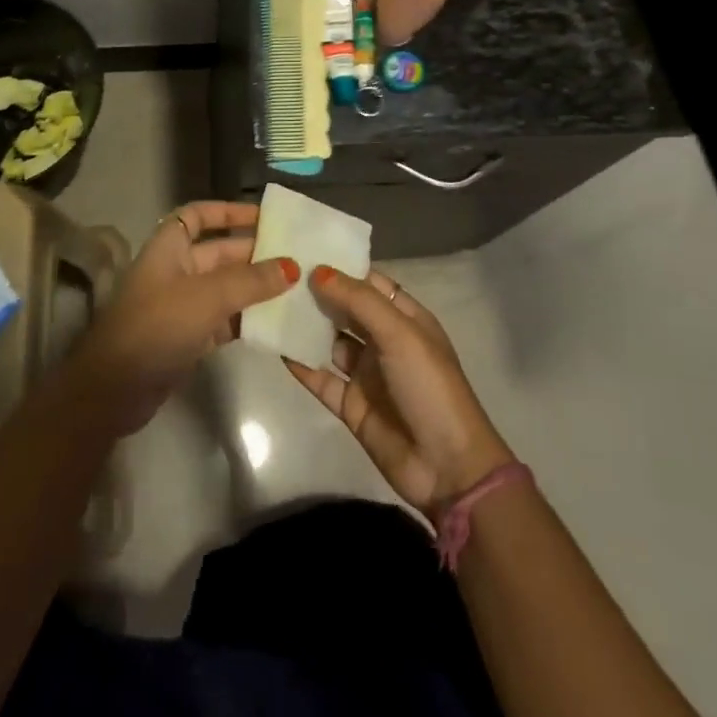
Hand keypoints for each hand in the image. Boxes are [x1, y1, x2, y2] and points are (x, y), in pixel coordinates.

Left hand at [68, 201, 296, 435]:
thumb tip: (291, 266)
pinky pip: (224, 320)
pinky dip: (247, 319)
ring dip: (256, 289)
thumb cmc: (157, 325)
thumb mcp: (208, 297)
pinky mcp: (188, 338)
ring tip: (296, 288)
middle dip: (254, 253)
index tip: (263, 216)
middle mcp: (176, 271)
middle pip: (219, 253)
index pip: (198, 216)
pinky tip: (276, 322)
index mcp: (169, 247)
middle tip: (296, 256)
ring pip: (226, 288)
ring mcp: (181, 306)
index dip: (227, 212)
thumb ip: (251, 280)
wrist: (114, 389)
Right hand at [284, 267, 514, 512]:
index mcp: (405, 319)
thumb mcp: (400, 335)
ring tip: (270, 303)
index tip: (304, 249)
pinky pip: (320, 378)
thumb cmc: (429, 387)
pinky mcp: (350, 405)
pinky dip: (301, 363)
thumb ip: (359, 301)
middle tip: (278, 273)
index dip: (341, 267)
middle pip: (346, 310)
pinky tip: (276, 346)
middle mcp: (385, 341)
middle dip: (318, 293)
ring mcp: (367, 374)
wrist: (446, 467)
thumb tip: (318, 271)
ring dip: (306, 326)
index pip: (370, 283)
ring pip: (330, 341)